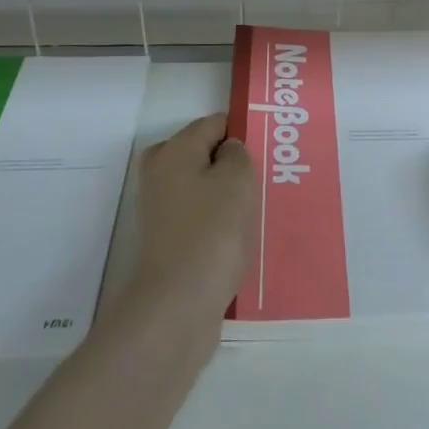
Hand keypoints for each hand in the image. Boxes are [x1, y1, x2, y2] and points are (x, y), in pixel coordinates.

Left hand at [126, 114, 257, 333]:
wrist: (178, 305)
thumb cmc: (212, 232)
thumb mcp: (238, 179)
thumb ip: (237, 153)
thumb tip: (228, 152)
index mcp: (174, 150)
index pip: (214, 123)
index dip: (242, 133)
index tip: (268, 152)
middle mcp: (160, 173)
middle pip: (204, 155)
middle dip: (234, 165)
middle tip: (264, 181)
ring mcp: (160, 209)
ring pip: (203, 187)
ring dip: (228, 196)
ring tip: (258, 211)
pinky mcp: (167, 239)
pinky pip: (200, 217)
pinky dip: (218, 222)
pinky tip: (240, 238)